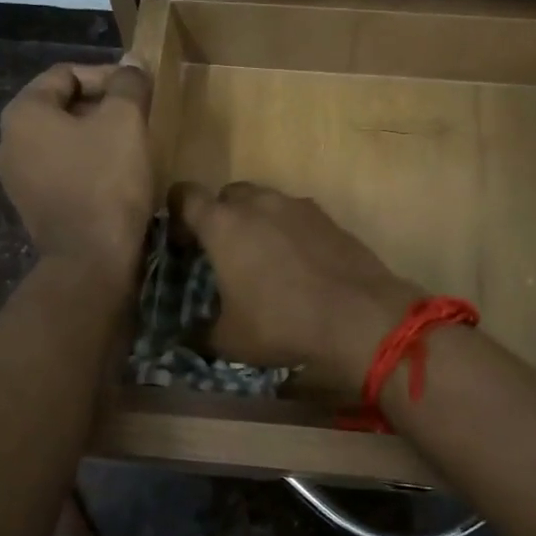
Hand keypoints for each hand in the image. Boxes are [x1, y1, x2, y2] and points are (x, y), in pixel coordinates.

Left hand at [0, 62, 152, 285]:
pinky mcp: (33, 204)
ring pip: (63, 139)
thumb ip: (128, 84)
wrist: (91, 259)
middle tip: (139, 114)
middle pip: (62, 106)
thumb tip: (131, 61)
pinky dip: (87, 162)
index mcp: (23, 113)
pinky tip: (116, 173)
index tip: (140, 89)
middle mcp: (8, 141)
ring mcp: (16, 177)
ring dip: (97, 135)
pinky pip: (62, 168)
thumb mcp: (125, 121)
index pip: (67, 74)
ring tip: (132, 142)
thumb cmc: (106, 181)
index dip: (108, 75)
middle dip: (103, 105)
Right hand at [172, 182, 421, 394]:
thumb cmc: (281, 323)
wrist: (358, 316)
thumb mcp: (229, 340)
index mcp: (223, 224)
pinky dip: (289, 232)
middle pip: (228, 195)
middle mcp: (258, 203)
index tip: (182, 243)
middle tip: (223, 254)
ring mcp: (296, 206)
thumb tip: (189, 337)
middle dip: (221, 217)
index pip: (185, 196)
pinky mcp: (327, 217)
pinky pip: (296, 216)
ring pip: (265, 202)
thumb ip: (201, 333)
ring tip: (263, 261)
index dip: (177, 214)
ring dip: (257, 222)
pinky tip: (298, 265)